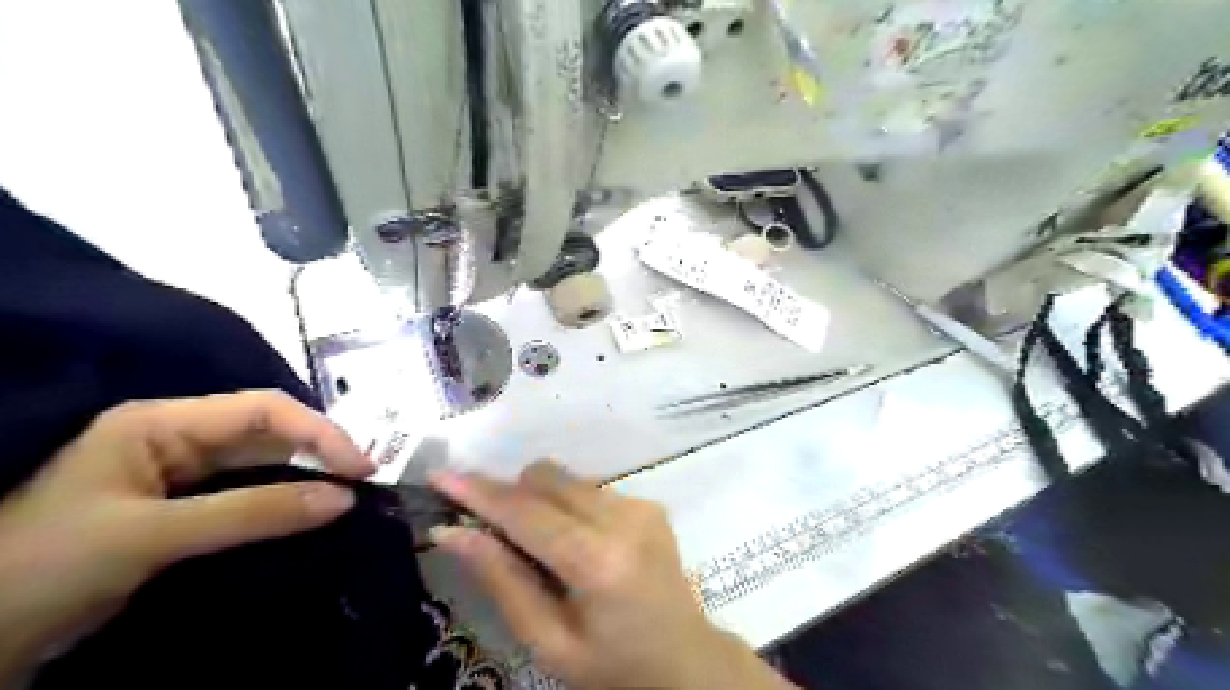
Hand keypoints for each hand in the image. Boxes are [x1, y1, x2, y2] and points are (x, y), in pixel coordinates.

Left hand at [1, 391, 373, 676]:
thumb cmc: (42, 570)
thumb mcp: (151, 536)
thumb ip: (253, 512)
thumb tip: (344, 499)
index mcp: (162, 423)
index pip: (264, 410)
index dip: (320, 432)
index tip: (361, 468)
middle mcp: (179, 438)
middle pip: (271, 431)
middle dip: (321, 452)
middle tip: (366, 482)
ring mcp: (183, 474)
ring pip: (266, 462)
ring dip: (310, 476)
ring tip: (352, 496)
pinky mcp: (187, 509)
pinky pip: (253, 494)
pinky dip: (288, 501)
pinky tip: (315, 513)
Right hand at [431, 463, 797, 689]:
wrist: (684, 660)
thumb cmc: (611, 666)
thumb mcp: (548, 642)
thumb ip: (502, 580)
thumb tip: (451, 533)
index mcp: (599, 561)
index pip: (527, 513)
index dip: (479, 493)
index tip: (439, 476)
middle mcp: (625, 518)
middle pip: (547, 478)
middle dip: (510, 495)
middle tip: (493, 533)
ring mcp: (641, 505)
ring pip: (567, 479)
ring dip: (540, 501)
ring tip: (543, 549)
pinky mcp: (649, 502)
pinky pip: (589, 488)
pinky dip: (568, 506)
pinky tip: (576, 544)